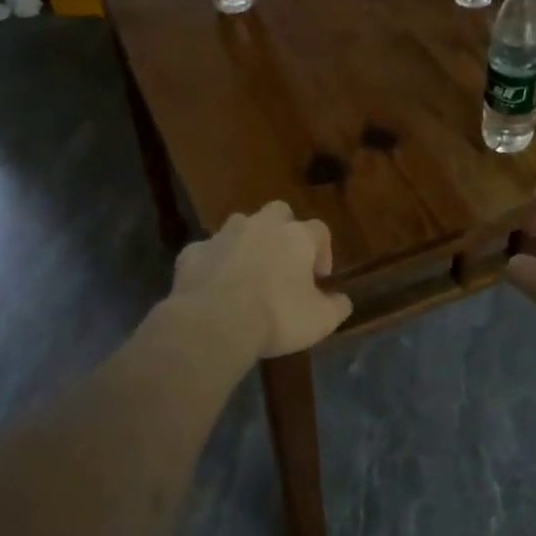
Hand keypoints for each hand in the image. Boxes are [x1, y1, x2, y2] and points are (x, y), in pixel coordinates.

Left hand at [171, 201, 353, 358]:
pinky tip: (214, 288)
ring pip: (240, 227)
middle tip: (283, 264)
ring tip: (247, 275)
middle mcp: (261, 225)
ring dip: (247, 244)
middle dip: (283, 232)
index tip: (320, 277)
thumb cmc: (277, 316)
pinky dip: (214, 264)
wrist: (214, 322)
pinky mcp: (192, 252)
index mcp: (296, 236)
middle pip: (278, 213)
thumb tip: (342, 301)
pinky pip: (208, 252)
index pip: (319, 230)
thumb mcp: (320, 320)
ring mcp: (223, 235)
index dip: (323, 251)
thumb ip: (337, 307)